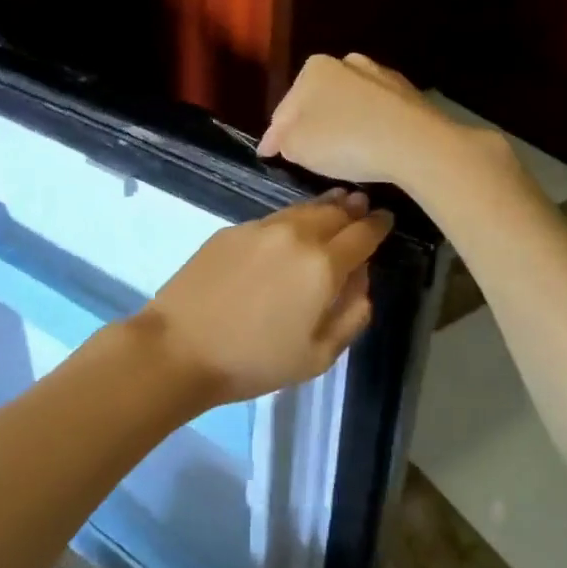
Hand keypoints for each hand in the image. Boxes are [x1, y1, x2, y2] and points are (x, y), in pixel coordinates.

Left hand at [133, 190, 393, 406]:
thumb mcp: (318, 355)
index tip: (387, 220)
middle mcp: (295, 235)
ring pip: (302, 209)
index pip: (363, 233)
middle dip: (353, 209)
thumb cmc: (254, 361)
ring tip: (335, 206)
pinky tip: (290, 228)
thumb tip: (361, 280)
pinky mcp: (230, 230)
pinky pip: (273, 218)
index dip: (379, 225)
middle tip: (363, 207)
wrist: (179, 346)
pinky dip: (291, 218)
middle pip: (334, 211)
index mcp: (323, 265)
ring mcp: (259, 228)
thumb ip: (352, 313)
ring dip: (324, 207)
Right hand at [258, 53, 499, 189]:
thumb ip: (283, 141)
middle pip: (316, 102)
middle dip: (307, 125)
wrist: (416, 143)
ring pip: (348, 106)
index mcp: (314, 69)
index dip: (274, 137)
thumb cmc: (345, 141)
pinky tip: (368, 149)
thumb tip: (285, 139)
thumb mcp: (297, 147)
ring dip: (339, 125)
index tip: (267, 155)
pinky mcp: (409, 96)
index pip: (283, 109)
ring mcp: (380, 77)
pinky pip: (375, 115)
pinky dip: (366, 128)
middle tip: (301, 154)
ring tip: (336, 152)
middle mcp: (347, 63)